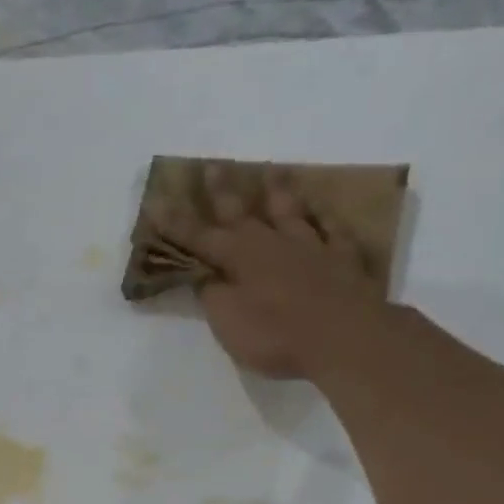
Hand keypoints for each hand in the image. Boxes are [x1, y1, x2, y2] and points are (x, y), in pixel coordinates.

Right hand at [149, 166, 381, 379]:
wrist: (345, 338)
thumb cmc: (276, 334)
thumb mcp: (228, 322)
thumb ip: (213, 296)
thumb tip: (205, 277)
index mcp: (240, 258)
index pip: (199, 237)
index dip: (176, 223)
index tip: (157, 201)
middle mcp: (273, 243)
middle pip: (243, 212)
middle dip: (223, 192)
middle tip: (212, 166)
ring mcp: (313, 248)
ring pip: (291, 212)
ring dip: (279, 192)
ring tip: (272, 172)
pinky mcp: (345, 260)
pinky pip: (334, 231)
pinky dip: (326, 219)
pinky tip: (323, 211)